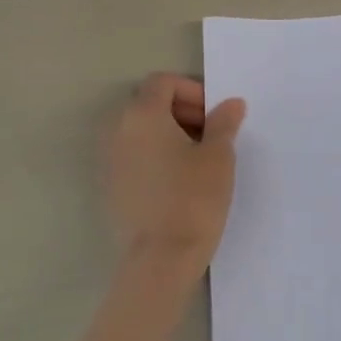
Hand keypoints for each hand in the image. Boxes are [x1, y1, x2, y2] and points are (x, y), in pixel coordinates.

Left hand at [104, 74, 246, 271]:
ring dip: (169, 134)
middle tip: (211, 136)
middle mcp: (118, 130)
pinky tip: (179, 181)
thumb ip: (224, 123)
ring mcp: (110, 159)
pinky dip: (155, 155)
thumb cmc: (194, 198)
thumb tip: (231, 104)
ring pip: (140, 130)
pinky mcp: (111, 184)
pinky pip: (134, 154)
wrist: (161, 257)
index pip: (163, 82)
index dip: (192, 91)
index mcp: (143, 115)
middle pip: (149, 103)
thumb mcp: (219, 157)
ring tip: (198, 159)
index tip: (215, 116)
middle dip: (182, 111)